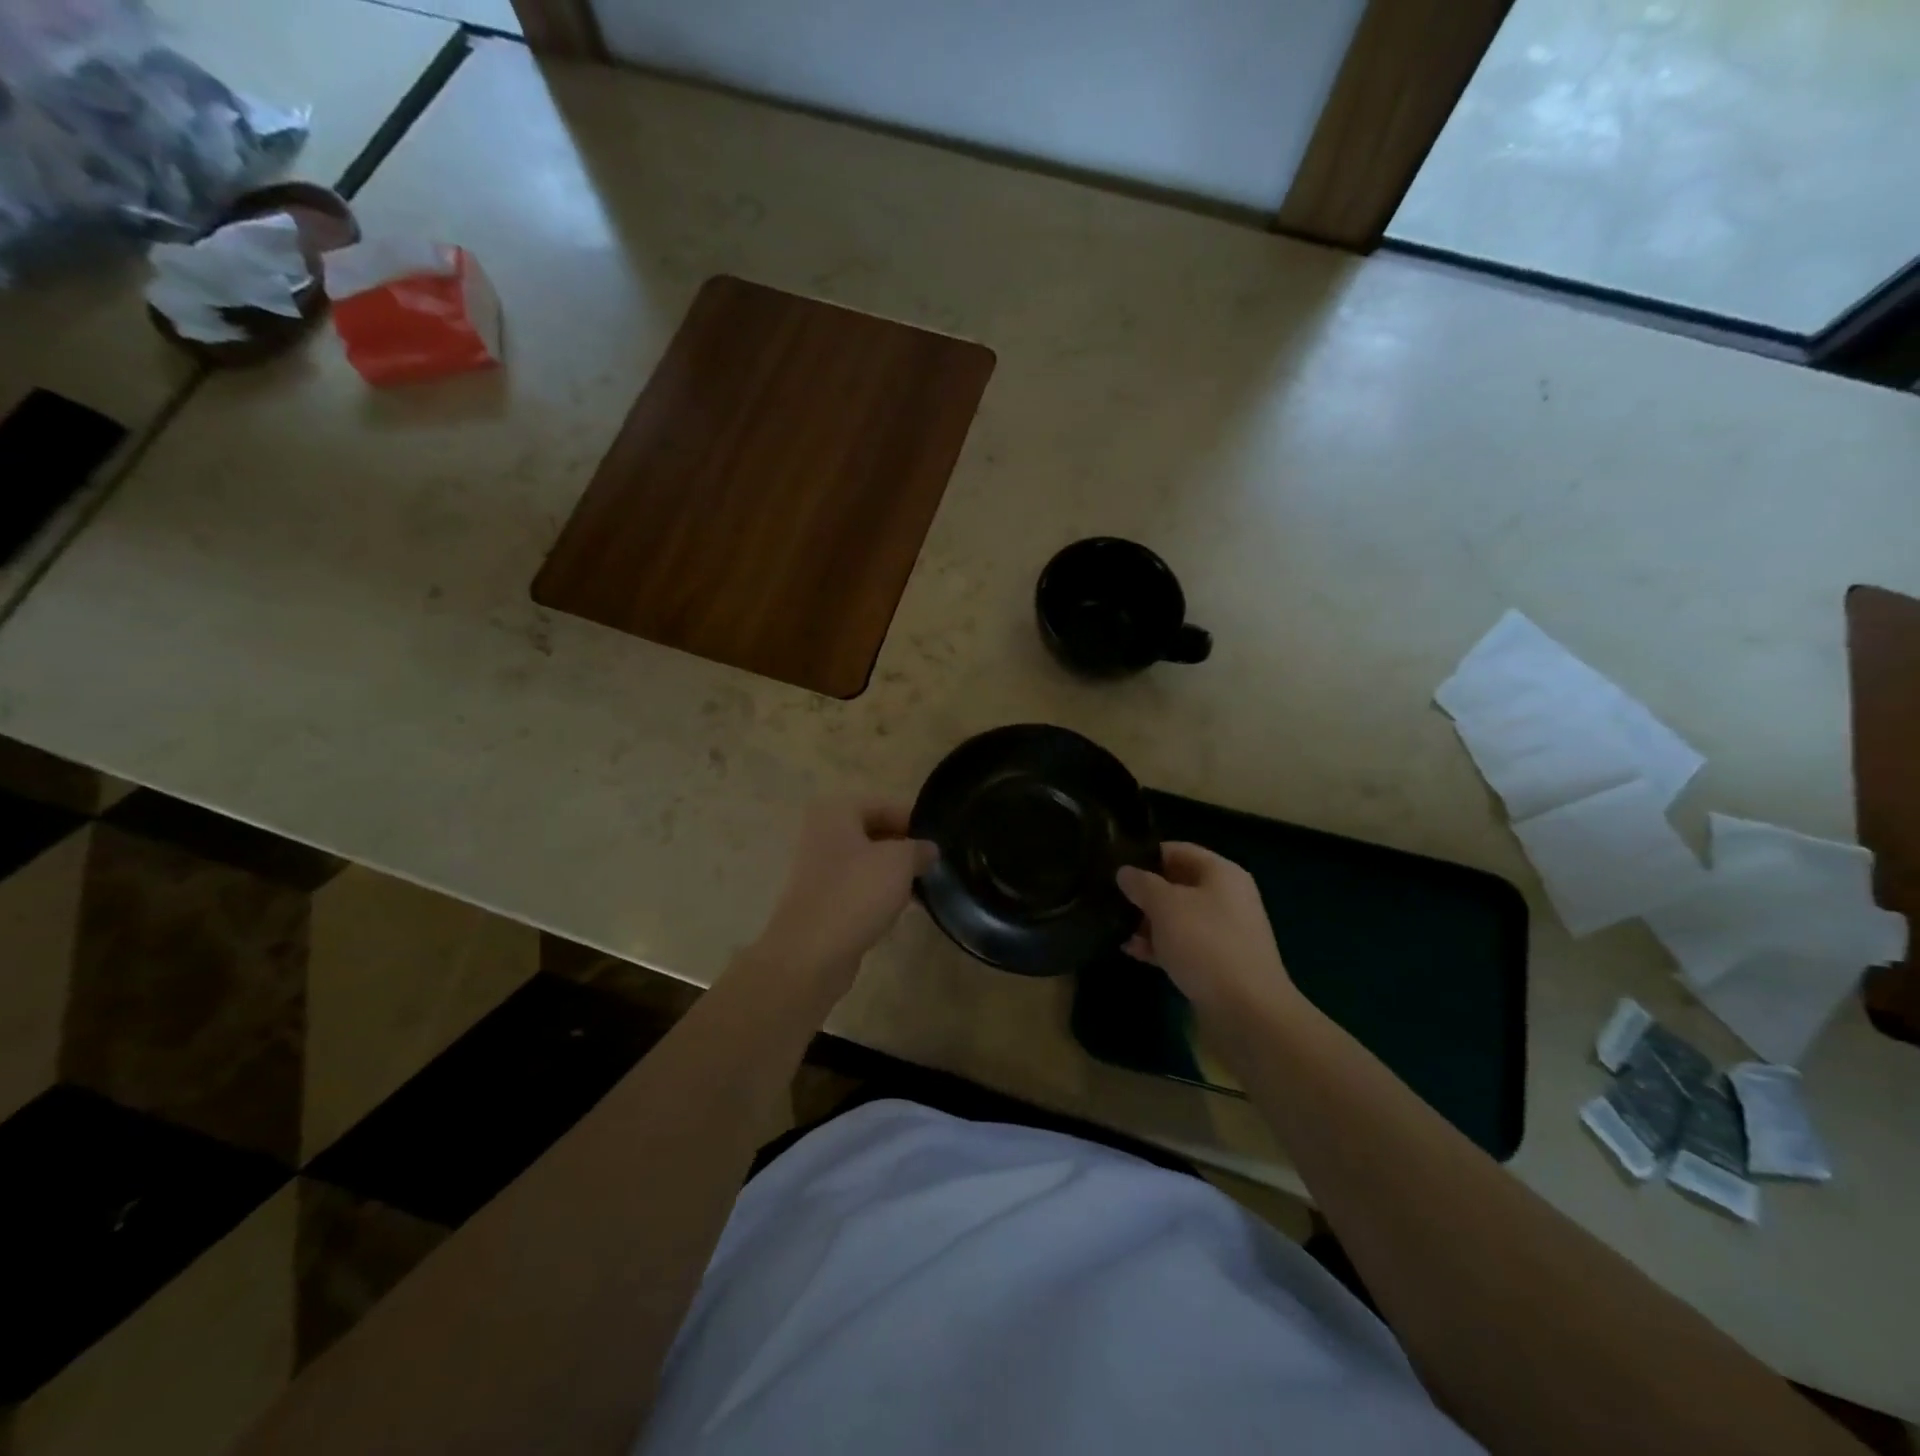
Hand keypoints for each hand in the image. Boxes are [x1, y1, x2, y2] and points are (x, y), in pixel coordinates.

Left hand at [750, 798, 935, 993]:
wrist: (811, 953)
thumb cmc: (856, 892)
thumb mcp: (900, 861)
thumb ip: (919, 849)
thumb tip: (928, 850)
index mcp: (835, 812)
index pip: (884, 805)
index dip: (914, 821)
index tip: (939, 840)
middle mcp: (822, 834)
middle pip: (874, 832)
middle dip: (904, 847)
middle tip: (934, 864)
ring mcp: (818, 870)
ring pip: (867, 862)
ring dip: (894, 873)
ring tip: (924, 887)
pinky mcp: (821, 901)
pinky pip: (858, 888)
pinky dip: (879, 895)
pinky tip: (902, 909)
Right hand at [1117, 843, 1300, 1018]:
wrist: (1248, 1011)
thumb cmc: (1205, 944)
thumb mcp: (1165, 905)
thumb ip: (1141, 883)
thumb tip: (1125, 872)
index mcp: (1221, 873)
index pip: (1176, 850)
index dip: (1144, 856)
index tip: (1114, 866)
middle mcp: (1226, 897)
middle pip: (1177, 884)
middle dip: (1144, 893)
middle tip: (1110, 900)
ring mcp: (1225, 932)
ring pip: (1178, 917)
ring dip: (1148, 923)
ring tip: (1116, 929)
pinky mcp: (1219, 962)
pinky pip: (1184, 944)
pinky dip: (1160, 946)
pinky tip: (1134, 953)